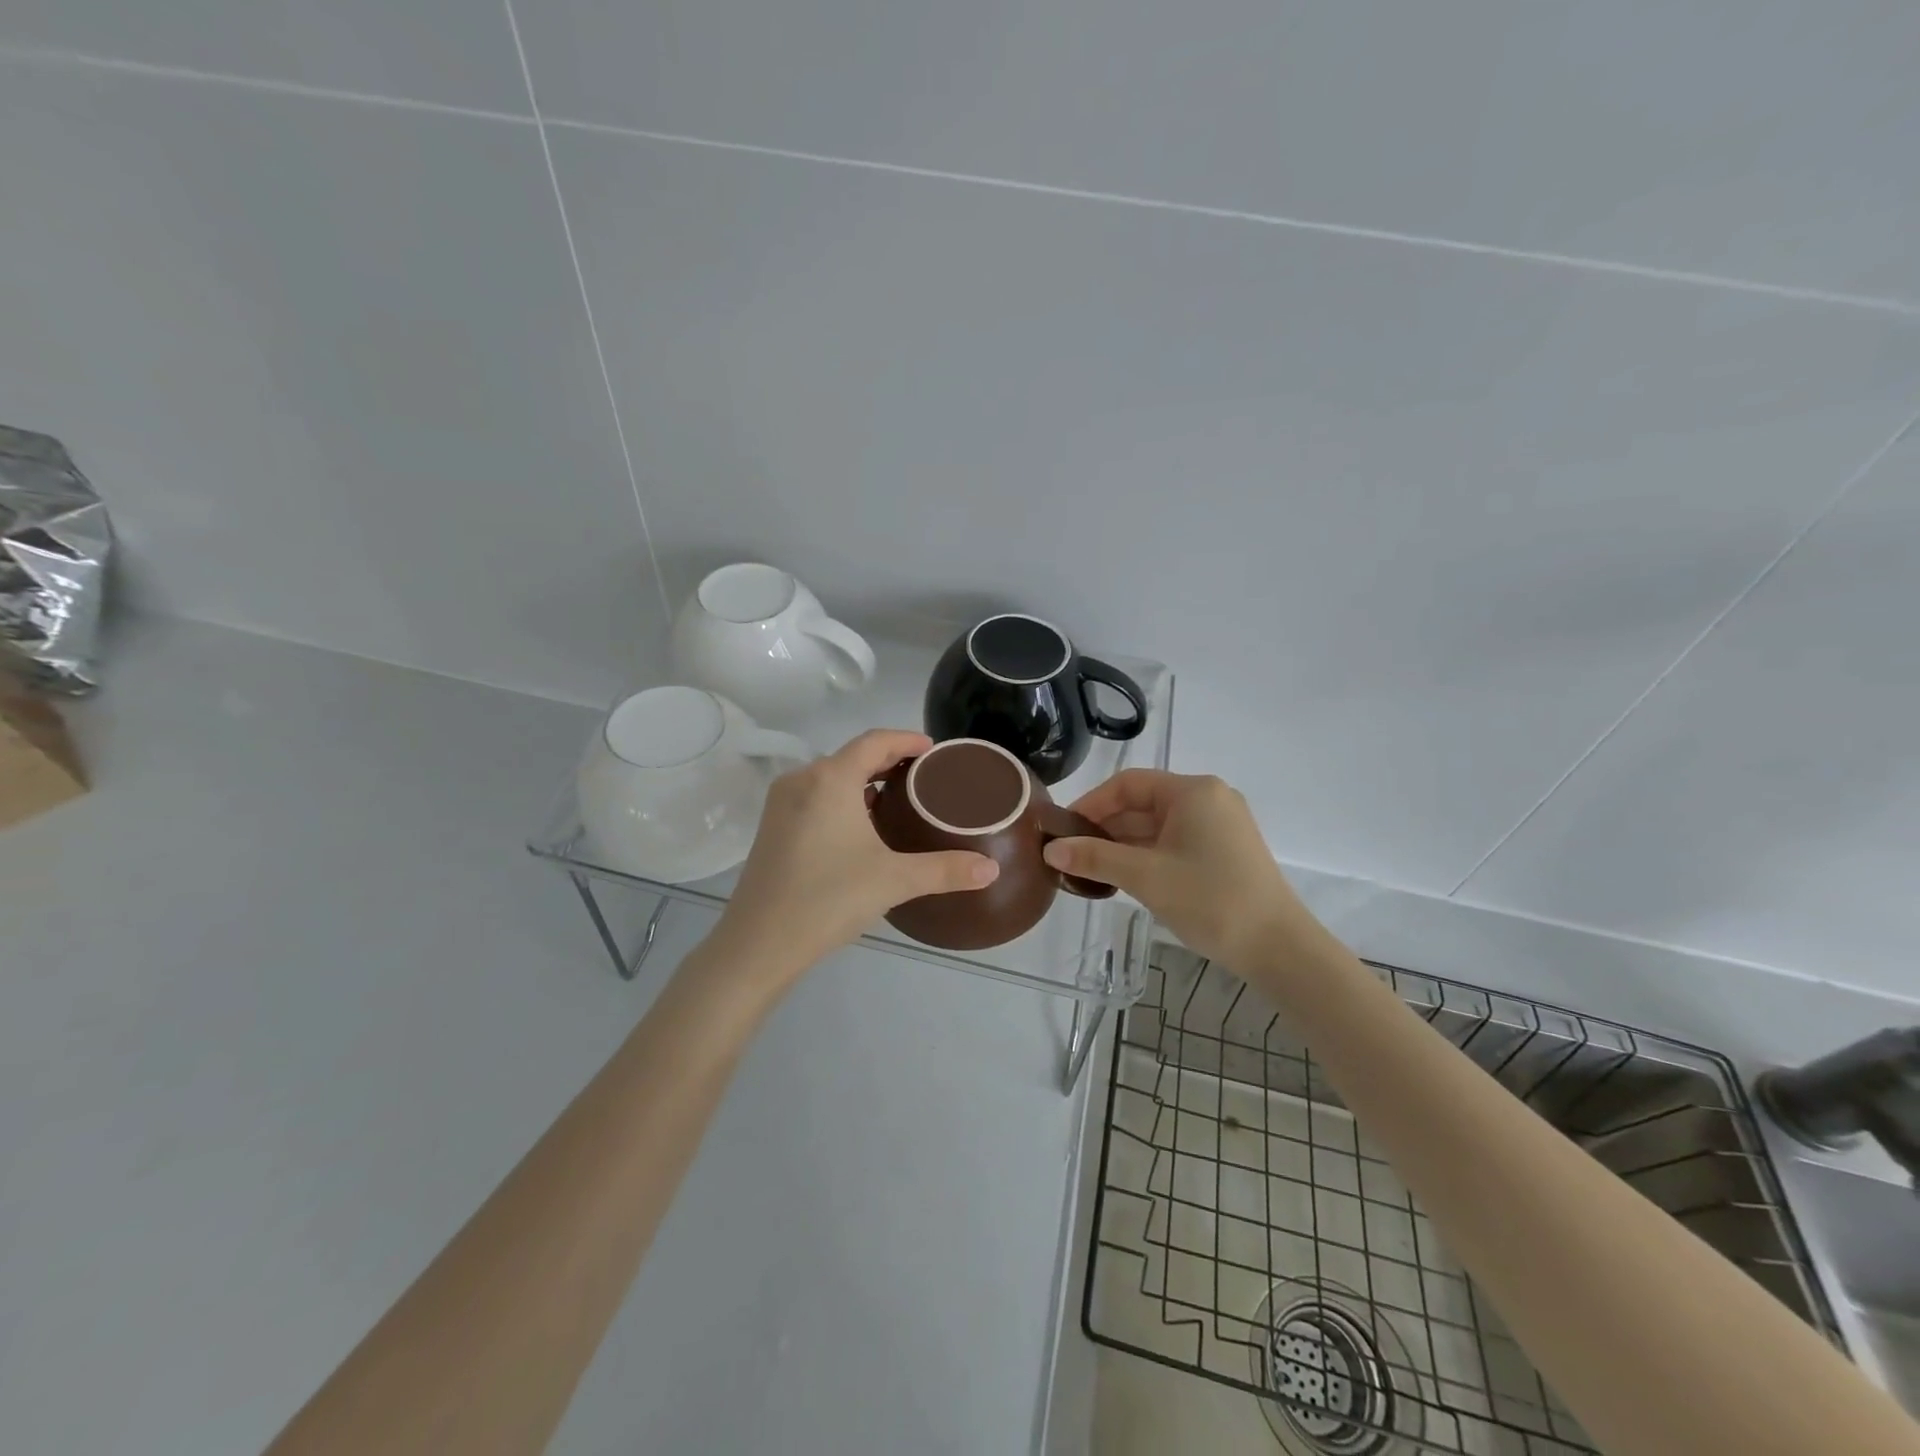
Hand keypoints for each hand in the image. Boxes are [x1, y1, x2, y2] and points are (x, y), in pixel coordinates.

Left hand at [716, 730, 998, 979]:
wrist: (758, 944)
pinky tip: (861, 826)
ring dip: (864, 781)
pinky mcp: (772, 827)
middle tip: (924, 776)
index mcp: (830, 779)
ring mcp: (782, 804)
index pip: (875, 741)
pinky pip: (815, 796)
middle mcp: (802, 780)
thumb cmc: (828, 899)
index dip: (907, 740)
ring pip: (831, 777)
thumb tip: (992, 870)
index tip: (934, 750)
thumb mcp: (894, 880)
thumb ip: (945, 870)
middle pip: (852, 755)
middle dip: (889, 760)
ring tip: (898, 798)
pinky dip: (843, 798)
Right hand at [1041, 770, 1320, 968]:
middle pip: (1142, 803)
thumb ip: (1094, 858)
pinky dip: (1145, 855)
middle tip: (1069, 853)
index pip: (1128, 784)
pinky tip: (1122, 877)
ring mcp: (1219, 825)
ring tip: (1088, 869)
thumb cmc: (1210, 900)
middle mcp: (1208, 799)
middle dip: (1104, 827)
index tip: (1062, 830)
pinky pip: (1174, 842)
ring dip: (1122, 844)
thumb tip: (1051, 850)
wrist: (1279, 949)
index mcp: (1193, 791)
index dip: (1090, 804)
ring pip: (1157, 825)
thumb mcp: (1145, 876)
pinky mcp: (1224, 851)